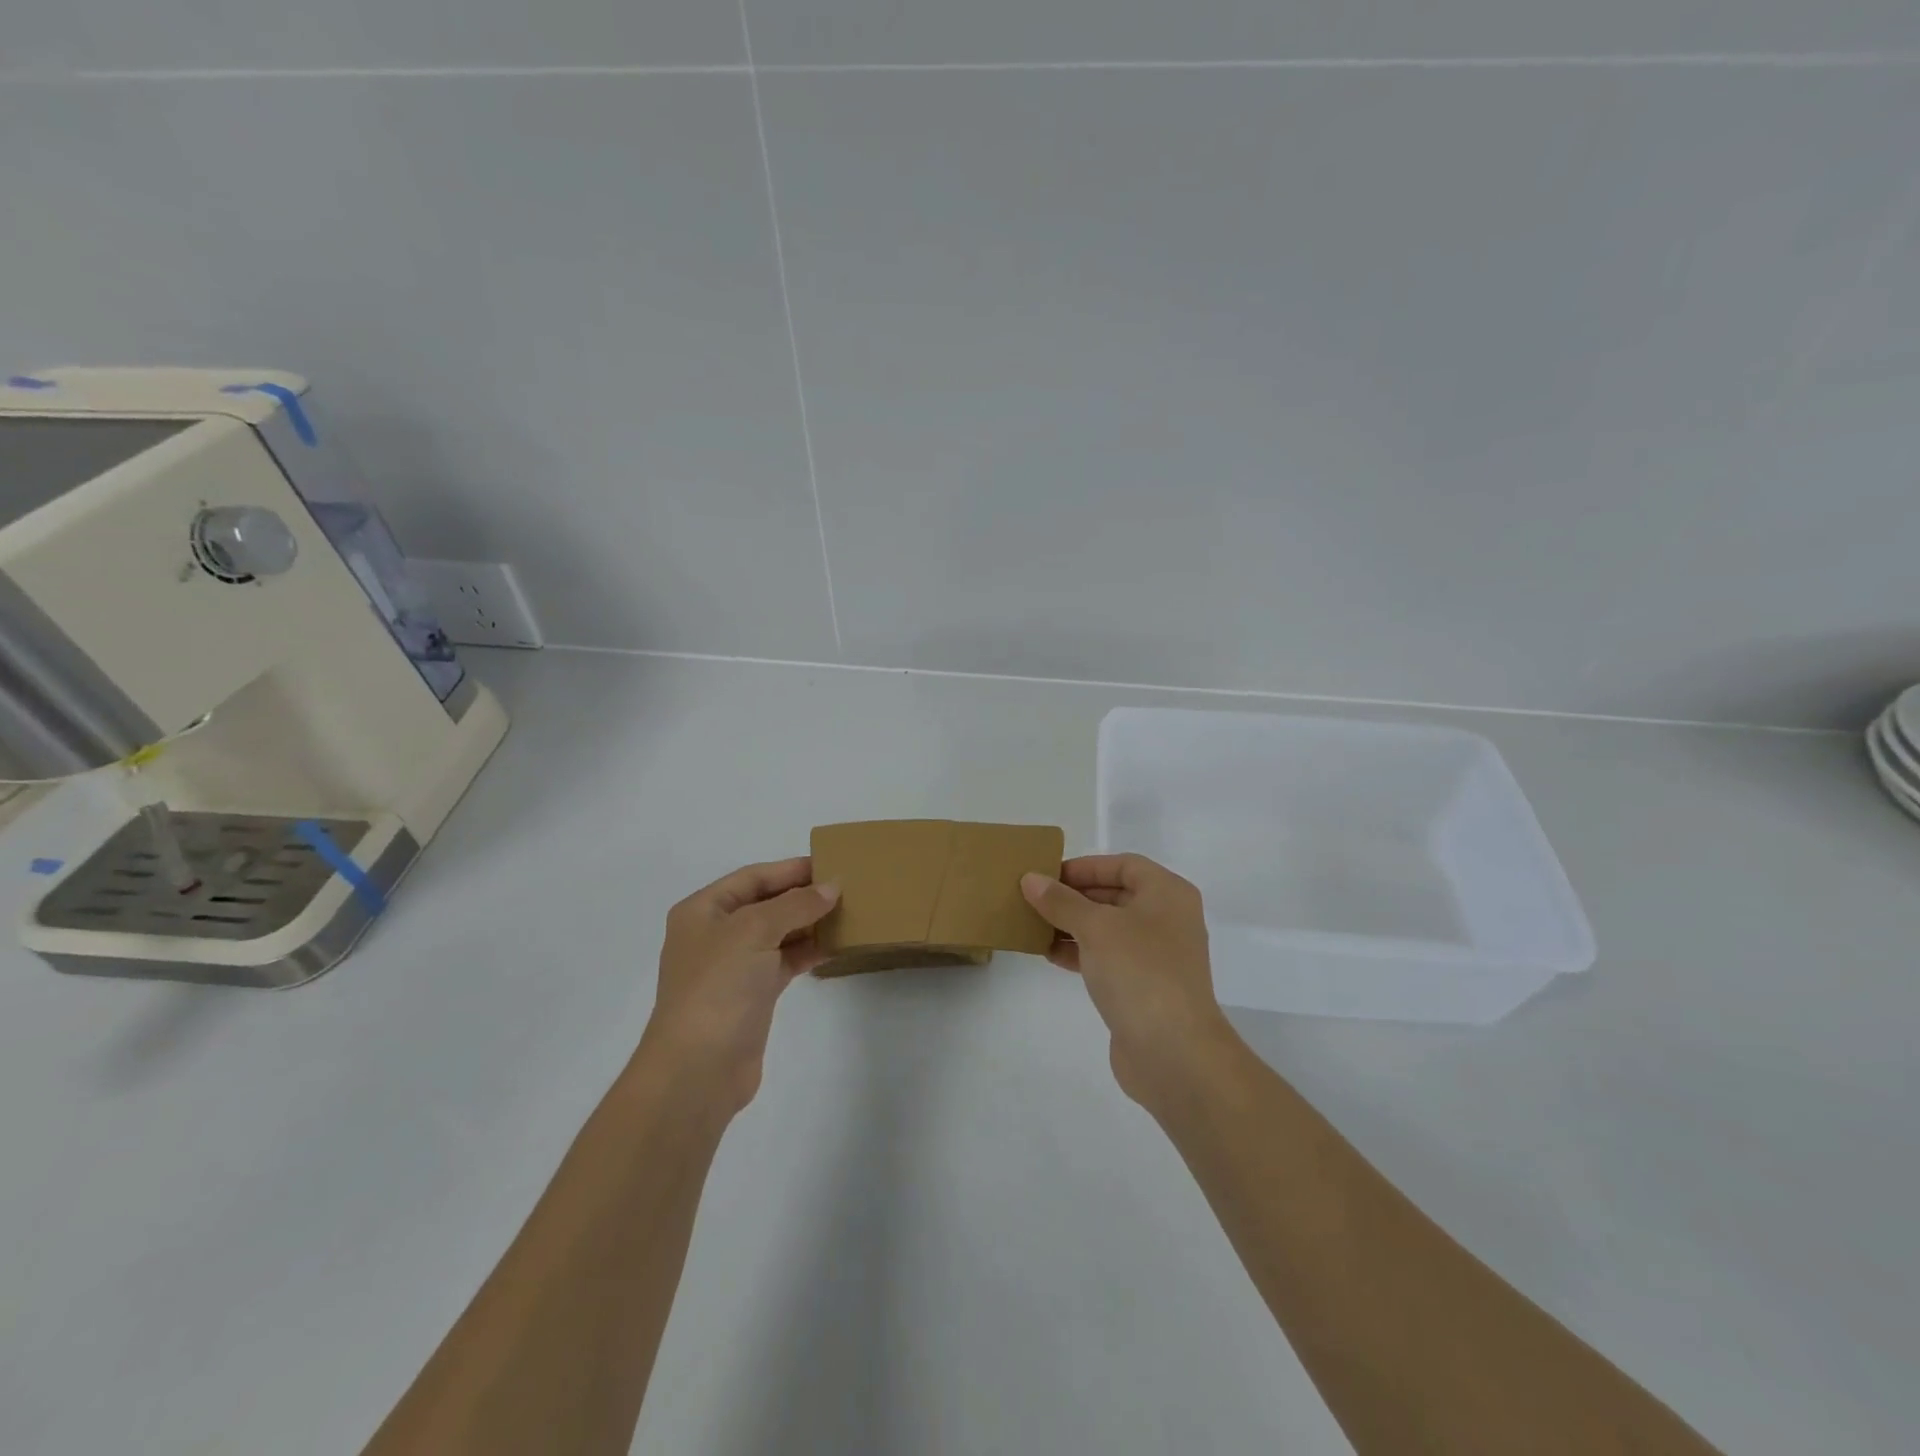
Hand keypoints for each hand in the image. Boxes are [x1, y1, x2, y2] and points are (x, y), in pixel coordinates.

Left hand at [641, 857, 838, 1114]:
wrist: (698, 1069)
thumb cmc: (718, 986)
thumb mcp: (755, 930)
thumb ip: (796, 904)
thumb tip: (832, 887)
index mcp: (703, 910)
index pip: (753, 877)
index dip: (790, 869)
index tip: (830, 864)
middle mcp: (715, 934)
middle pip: (765, 903)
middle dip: (802, 895)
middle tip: (846, 888)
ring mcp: (733, 967)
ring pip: (777, 933)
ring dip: (808, 923)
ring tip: (848, 913)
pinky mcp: (751, 995)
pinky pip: (783, 961)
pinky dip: (807, 951)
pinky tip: (835, 945)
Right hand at [1022, 854, 1234, 1106]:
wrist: (1173, 1051)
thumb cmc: (1139, 971)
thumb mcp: (1095, 927)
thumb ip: (1061, 901)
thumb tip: (1031, 879)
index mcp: (1167, 894)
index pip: (1124, 864)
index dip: (1085, 866)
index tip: (1048, 875)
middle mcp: (1167, 919)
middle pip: (1116, 895)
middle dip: (1074, 897)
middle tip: (1034, 899)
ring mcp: (1158, 956)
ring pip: (1109, 929)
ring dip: (1073, 925)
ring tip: (1034, 925)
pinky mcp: (1145, 988)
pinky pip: (1108, 958)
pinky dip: (1081, 952)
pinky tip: (1050, 955)